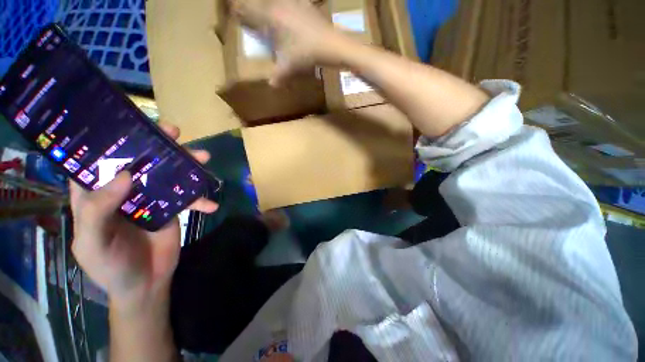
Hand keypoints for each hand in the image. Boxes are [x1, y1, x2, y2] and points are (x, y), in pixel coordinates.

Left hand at [70, 123, 218, 312]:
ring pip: (168, 174)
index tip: (130, 123)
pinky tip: (211, 204)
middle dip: (157, 145)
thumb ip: (98, 211)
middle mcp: (123, 190)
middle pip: (139, 160)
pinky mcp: (171, 208)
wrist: (145, 284)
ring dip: (187, 165)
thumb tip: (126, 175)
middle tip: (173, 132)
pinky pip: (188, 198)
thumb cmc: (110, 267)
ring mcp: (150, 198)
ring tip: (204, 157)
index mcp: (95, 194)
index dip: (110, 139)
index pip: (97, 159)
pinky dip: (200, 199)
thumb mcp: (92, 243)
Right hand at [231, 0, 354, 85]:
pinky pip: (294, 1)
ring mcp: (295, 3)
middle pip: (261, 2)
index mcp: (271, 17)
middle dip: (253, 7)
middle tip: (249, 13)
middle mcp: (280, 5)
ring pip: (276, 0)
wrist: (331, 44)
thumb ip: (278, 76)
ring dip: (270, 5)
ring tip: (268, 12)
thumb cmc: (306, 54)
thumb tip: (271, 85)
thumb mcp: (289, 67)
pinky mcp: (307, 5)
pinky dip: (289, 5)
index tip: (234, 11)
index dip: (240, 10)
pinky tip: (291, 6)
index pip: (249, 9)